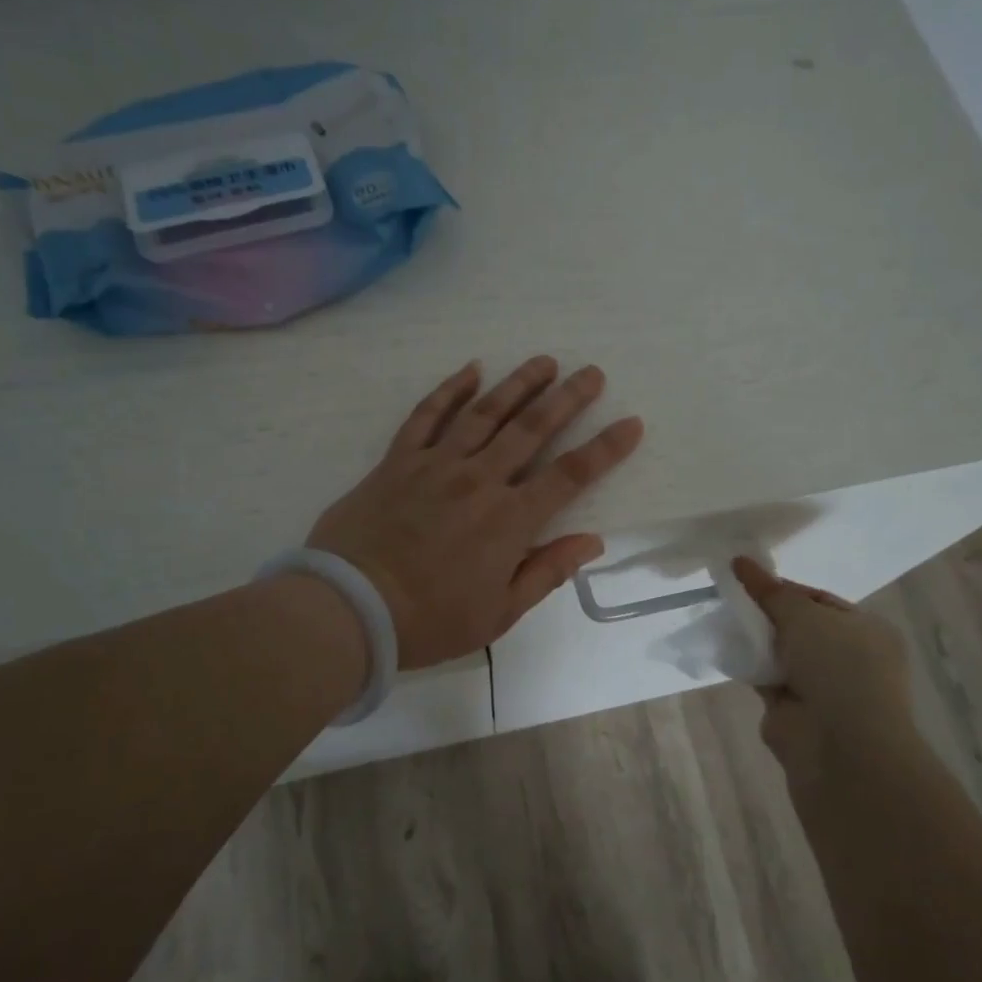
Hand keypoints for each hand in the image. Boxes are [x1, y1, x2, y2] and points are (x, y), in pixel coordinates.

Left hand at [309, 357, 644, 668]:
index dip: (605, 448)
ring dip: (518, 384)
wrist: (351, 608)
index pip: (570, 475)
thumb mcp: (500, 612)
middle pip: (532, 429)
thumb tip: (592, 541)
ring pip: (485, 413)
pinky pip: (426, 416)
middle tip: (592, 373)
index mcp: (510, 520)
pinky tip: (471, 369)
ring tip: (544, 361)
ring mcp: (436, 465)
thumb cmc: (431, 620)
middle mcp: (480, 480)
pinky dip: (449, 390)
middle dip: (567, 398)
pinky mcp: (398, 461)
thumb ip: (547, 571)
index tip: (631, 423)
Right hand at [732, 557, 913, 781]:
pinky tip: (725, 648)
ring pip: (780, 653)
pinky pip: (765, 677)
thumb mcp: (803, 615)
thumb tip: (740, 561)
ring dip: (756, 640)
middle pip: (798, 626)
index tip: (748, 580)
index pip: (819, 600)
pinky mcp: (792, 710)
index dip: (784, 589)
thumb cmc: (837, 667)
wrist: (839, 745)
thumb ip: (769, 591)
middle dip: (767, 614)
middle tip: (730, 596)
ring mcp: (821, 687)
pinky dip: (749, 666)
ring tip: (722, 617)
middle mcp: (848, 658)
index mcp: (866, 630)